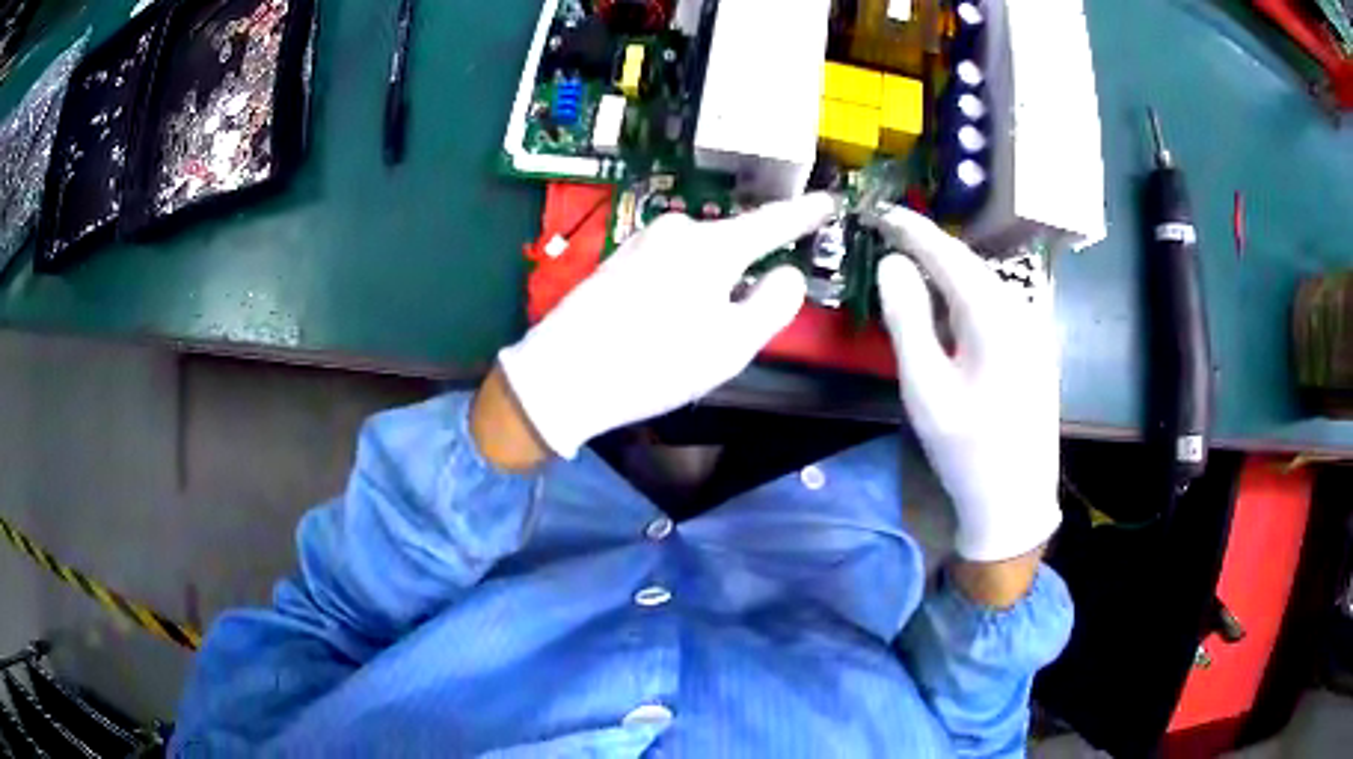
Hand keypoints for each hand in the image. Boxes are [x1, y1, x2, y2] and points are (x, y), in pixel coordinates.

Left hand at [498, 193, 837, 458]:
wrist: (562, 376)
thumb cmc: (656, 363)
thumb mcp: (732, 345)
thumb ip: (774, 303)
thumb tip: (787, 274)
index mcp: (711, 245)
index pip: (772, 223)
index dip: (804, 214)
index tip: (828, 202)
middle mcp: (677, 230)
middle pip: (732, 245)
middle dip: (744, 277)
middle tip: (731, 331)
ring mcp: (642, 241)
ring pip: (699, 259)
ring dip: (709, 288)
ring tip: (688, 339)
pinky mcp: (618, 259)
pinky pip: (669, 267)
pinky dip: (681, 291)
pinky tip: (661, 328)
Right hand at [870, 207, 1060, 563]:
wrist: (1015, 500)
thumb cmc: (966, 449)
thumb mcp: (926, 388)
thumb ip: (908, 320)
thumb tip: (892, 263)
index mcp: (995, 317)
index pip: (949, 255)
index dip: (913, 229)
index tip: (881, 211)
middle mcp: (1021, 312)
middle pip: (969, 264)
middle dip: (929, 245)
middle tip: (889, 233)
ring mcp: (1033, 330)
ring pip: (984, 283)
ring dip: (948, 269)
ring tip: (912, 260)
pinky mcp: (1034, 348)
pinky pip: (996, 304)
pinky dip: (965, 293)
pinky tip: (950, 303)